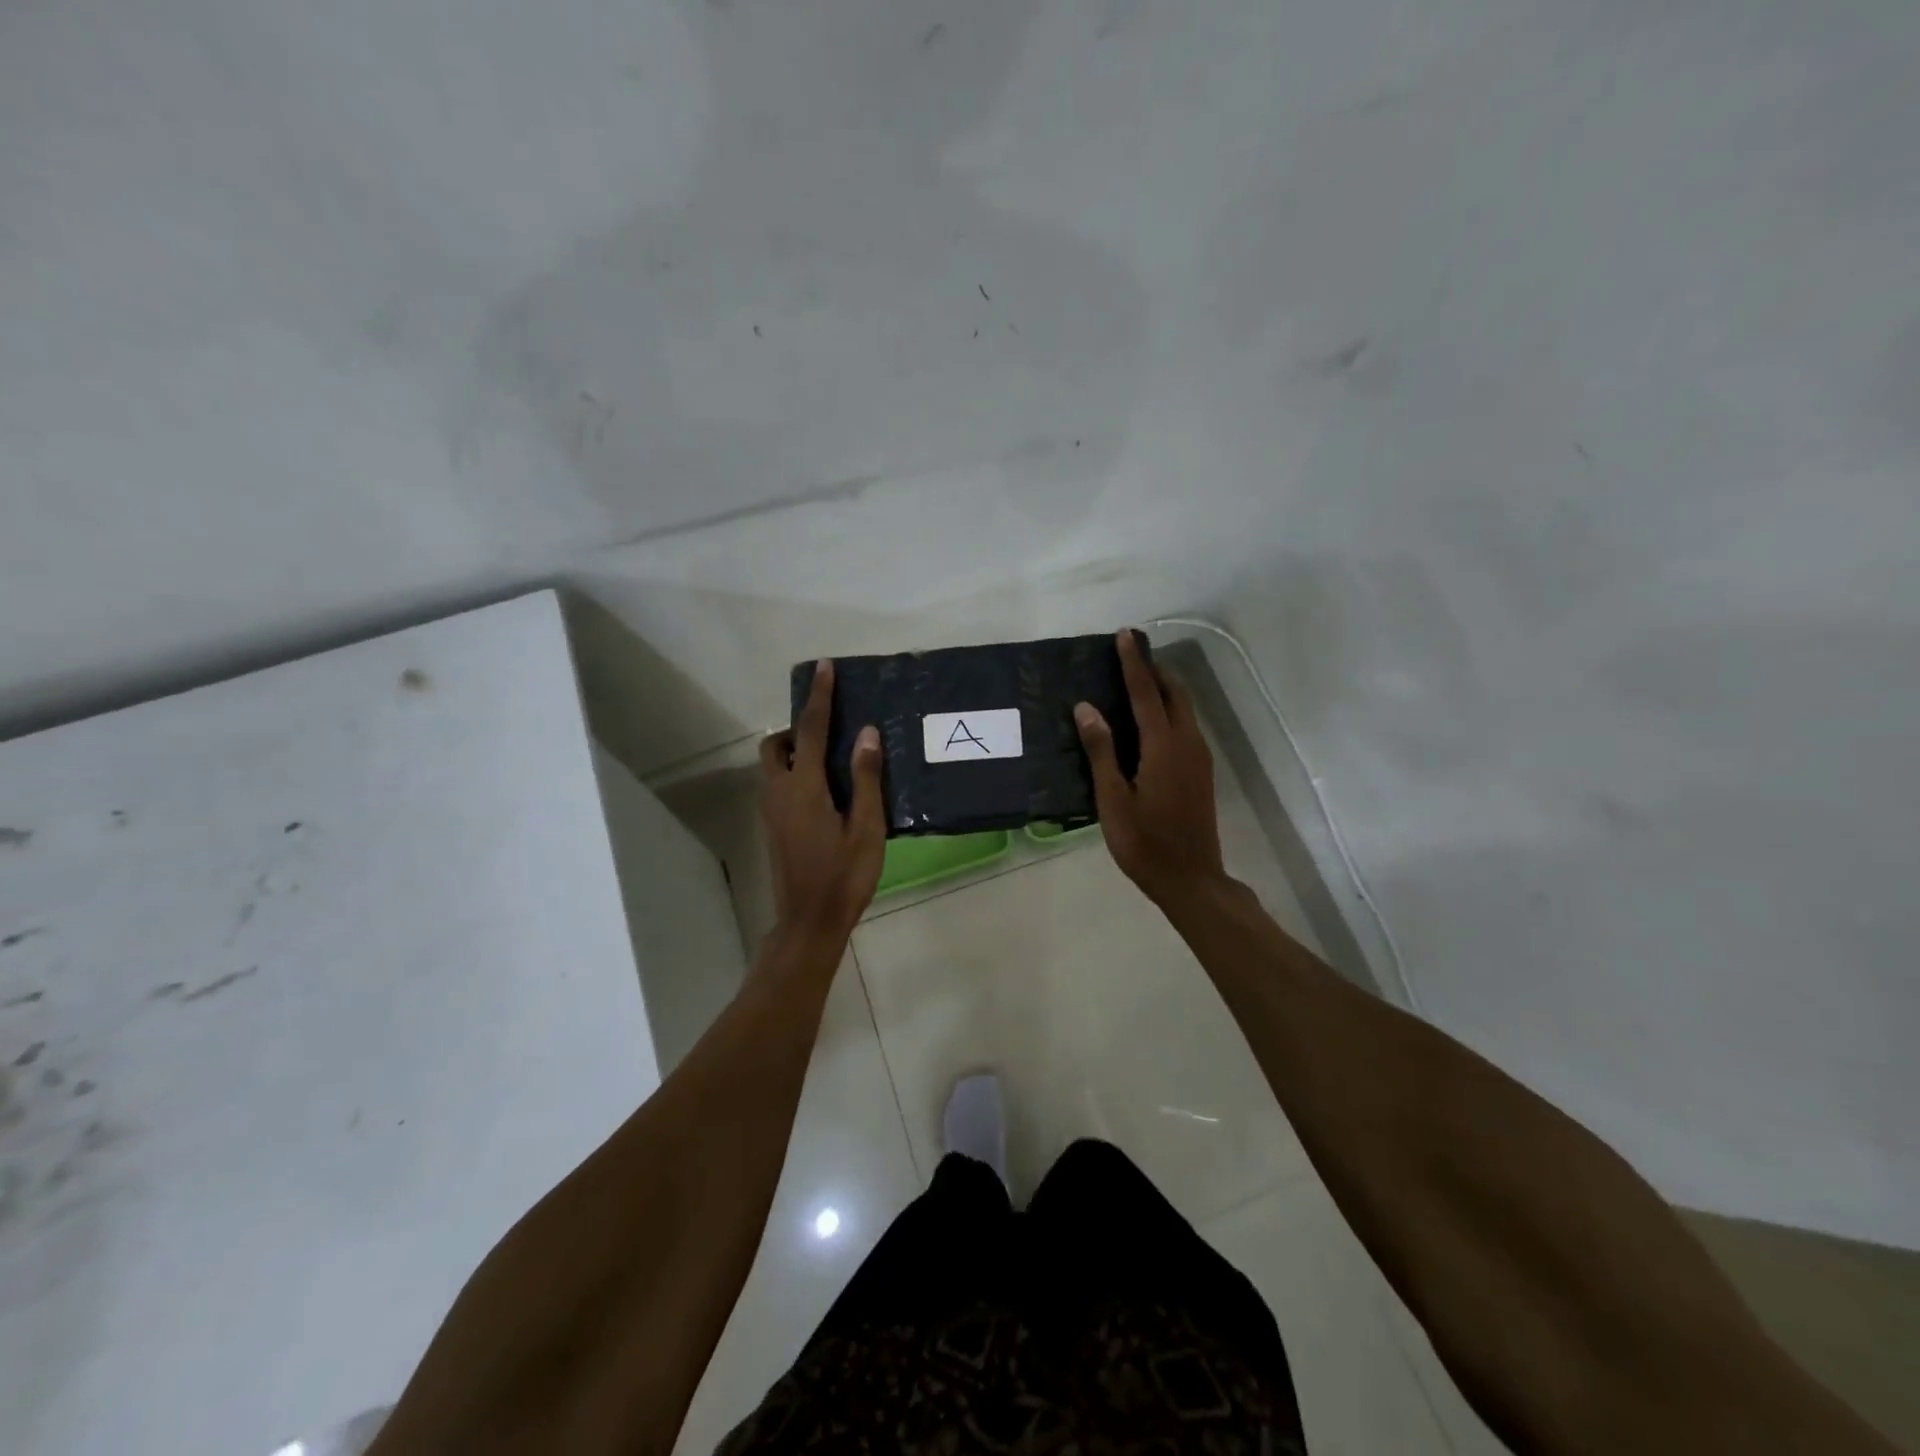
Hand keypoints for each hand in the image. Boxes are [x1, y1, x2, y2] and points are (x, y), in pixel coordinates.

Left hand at [759, 660, 885, 945]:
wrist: (810, 921)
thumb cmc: (845, 875)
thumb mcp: (866, 828)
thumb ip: (865, 778)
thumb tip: (866, 733)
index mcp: (804, 787)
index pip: (809, 729)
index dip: (819, 697)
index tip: (824, 668)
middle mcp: (779, 792)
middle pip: (776, 745)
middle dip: (797, 727)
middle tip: (829, 731)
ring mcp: (771, 812)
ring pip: (773, 765)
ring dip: (794, 750)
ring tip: (831, 758)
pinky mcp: (773, 827)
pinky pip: (778, 784)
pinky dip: (794, 771)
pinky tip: (825, 790)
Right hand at [1075, 629, 1225, 906]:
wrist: (1191, 879)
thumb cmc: (1144, 843)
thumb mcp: (1112, 800)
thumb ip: (1101, 751)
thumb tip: (1087, 708)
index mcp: (1164, 748)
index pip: (1146, 693)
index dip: (1134, 663)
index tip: (1125, 635)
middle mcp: (1187, 744)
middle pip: (1175, 693)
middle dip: (1153, 669)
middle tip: (1129, 653)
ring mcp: (1199, 758)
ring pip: (1185, 708)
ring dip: (1163, 688)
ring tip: (1135, 680)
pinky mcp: (1201, 771)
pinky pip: (1186, 725)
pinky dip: (1169, 709)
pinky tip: (1149, 720)